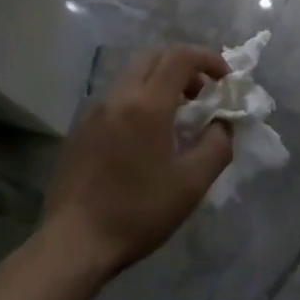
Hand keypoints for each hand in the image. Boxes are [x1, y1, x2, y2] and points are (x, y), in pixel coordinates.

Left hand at [39, 45, 233, 280]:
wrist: (74, 242)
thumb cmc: (138, 212)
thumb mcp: (191, 184)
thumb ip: (217, 145)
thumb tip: (223, 123)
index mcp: (147, 104)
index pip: (180, 57)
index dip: (208, 58)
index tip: (225, 79)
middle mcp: (119, 96)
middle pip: (155, 57)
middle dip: (184, 66)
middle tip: (203, 94)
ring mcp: (96, 110)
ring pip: (134, 74)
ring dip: (161, 81)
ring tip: (178, 116)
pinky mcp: (82, 128)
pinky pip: (118, 96)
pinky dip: (140, 98)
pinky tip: (146, 136)